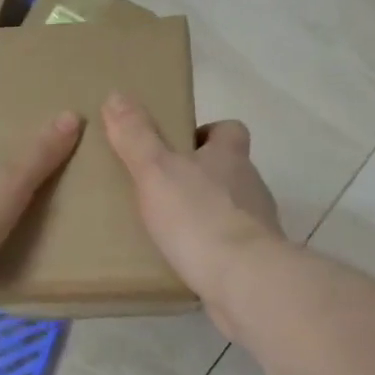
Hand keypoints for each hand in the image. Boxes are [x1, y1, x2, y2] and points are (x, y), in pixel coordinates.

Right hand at [103, 93, 282, 320]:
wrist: (244, 279)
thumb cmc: (198, 216)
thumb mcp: (156, 170)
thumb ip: (136, 136)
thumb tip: (117, 95)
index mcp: (230, 155)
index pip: (230, 130)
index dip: (207, 132)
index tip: (180, 145)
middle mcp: (250, 184)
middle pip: (230, 169)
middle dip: (201, 175)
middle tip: (164, 188)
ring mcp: (258, 223)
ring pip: (231, 208)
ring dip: (206, 213)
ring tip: (169, 228)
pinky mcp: (257, 259)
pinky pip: (231, 245)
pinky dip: (212, 248)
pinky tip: (186, 260)